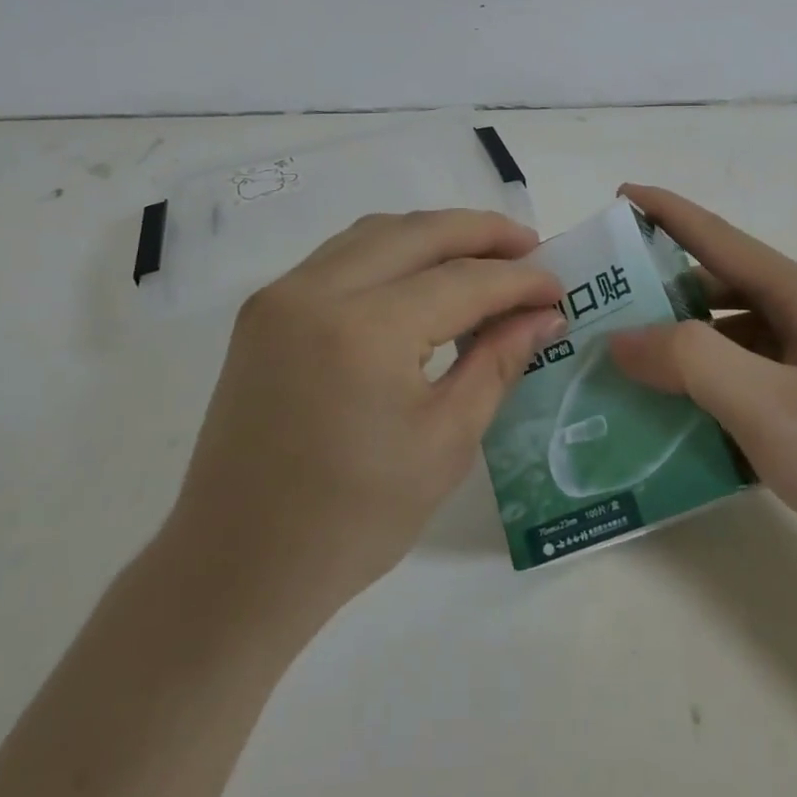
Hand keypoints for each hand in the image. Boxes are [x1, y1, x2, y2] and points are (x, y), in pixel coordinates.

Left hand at [167, 210, 565, 622]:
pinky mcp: (265, 310)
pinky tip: (422, 275)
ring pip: (377, 233)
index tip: (559, 285)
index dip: (519, 279)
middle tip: (530, 247)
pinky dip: (391, 251)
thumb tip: (543, 314)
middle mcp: (318, 291)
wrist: (238, 564)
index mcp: (366, 330)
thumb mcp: (446, 441)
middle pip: (419, 232)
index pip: (463, 280)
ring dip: (435, 235)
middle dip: (483, 232)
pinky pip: (342, 255)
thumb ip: (498, 362)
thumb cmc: (354, 519)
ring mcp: (282, 294)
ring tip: (483, 255)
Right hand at [608, 185, 796, 618]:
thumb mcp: (768, 406)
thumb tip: (622, 336)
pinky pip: (747, 385)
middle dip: (658, 289)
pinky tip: (672, 421)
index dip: (665, 212)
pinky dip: (707, 393)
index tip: (616, 196)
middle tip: (598, 305)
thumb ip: (689, 360)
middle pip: (719, 287)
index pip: (717, 237)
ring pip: (731, 340)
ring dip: (680, 347)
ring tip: (621, 364)